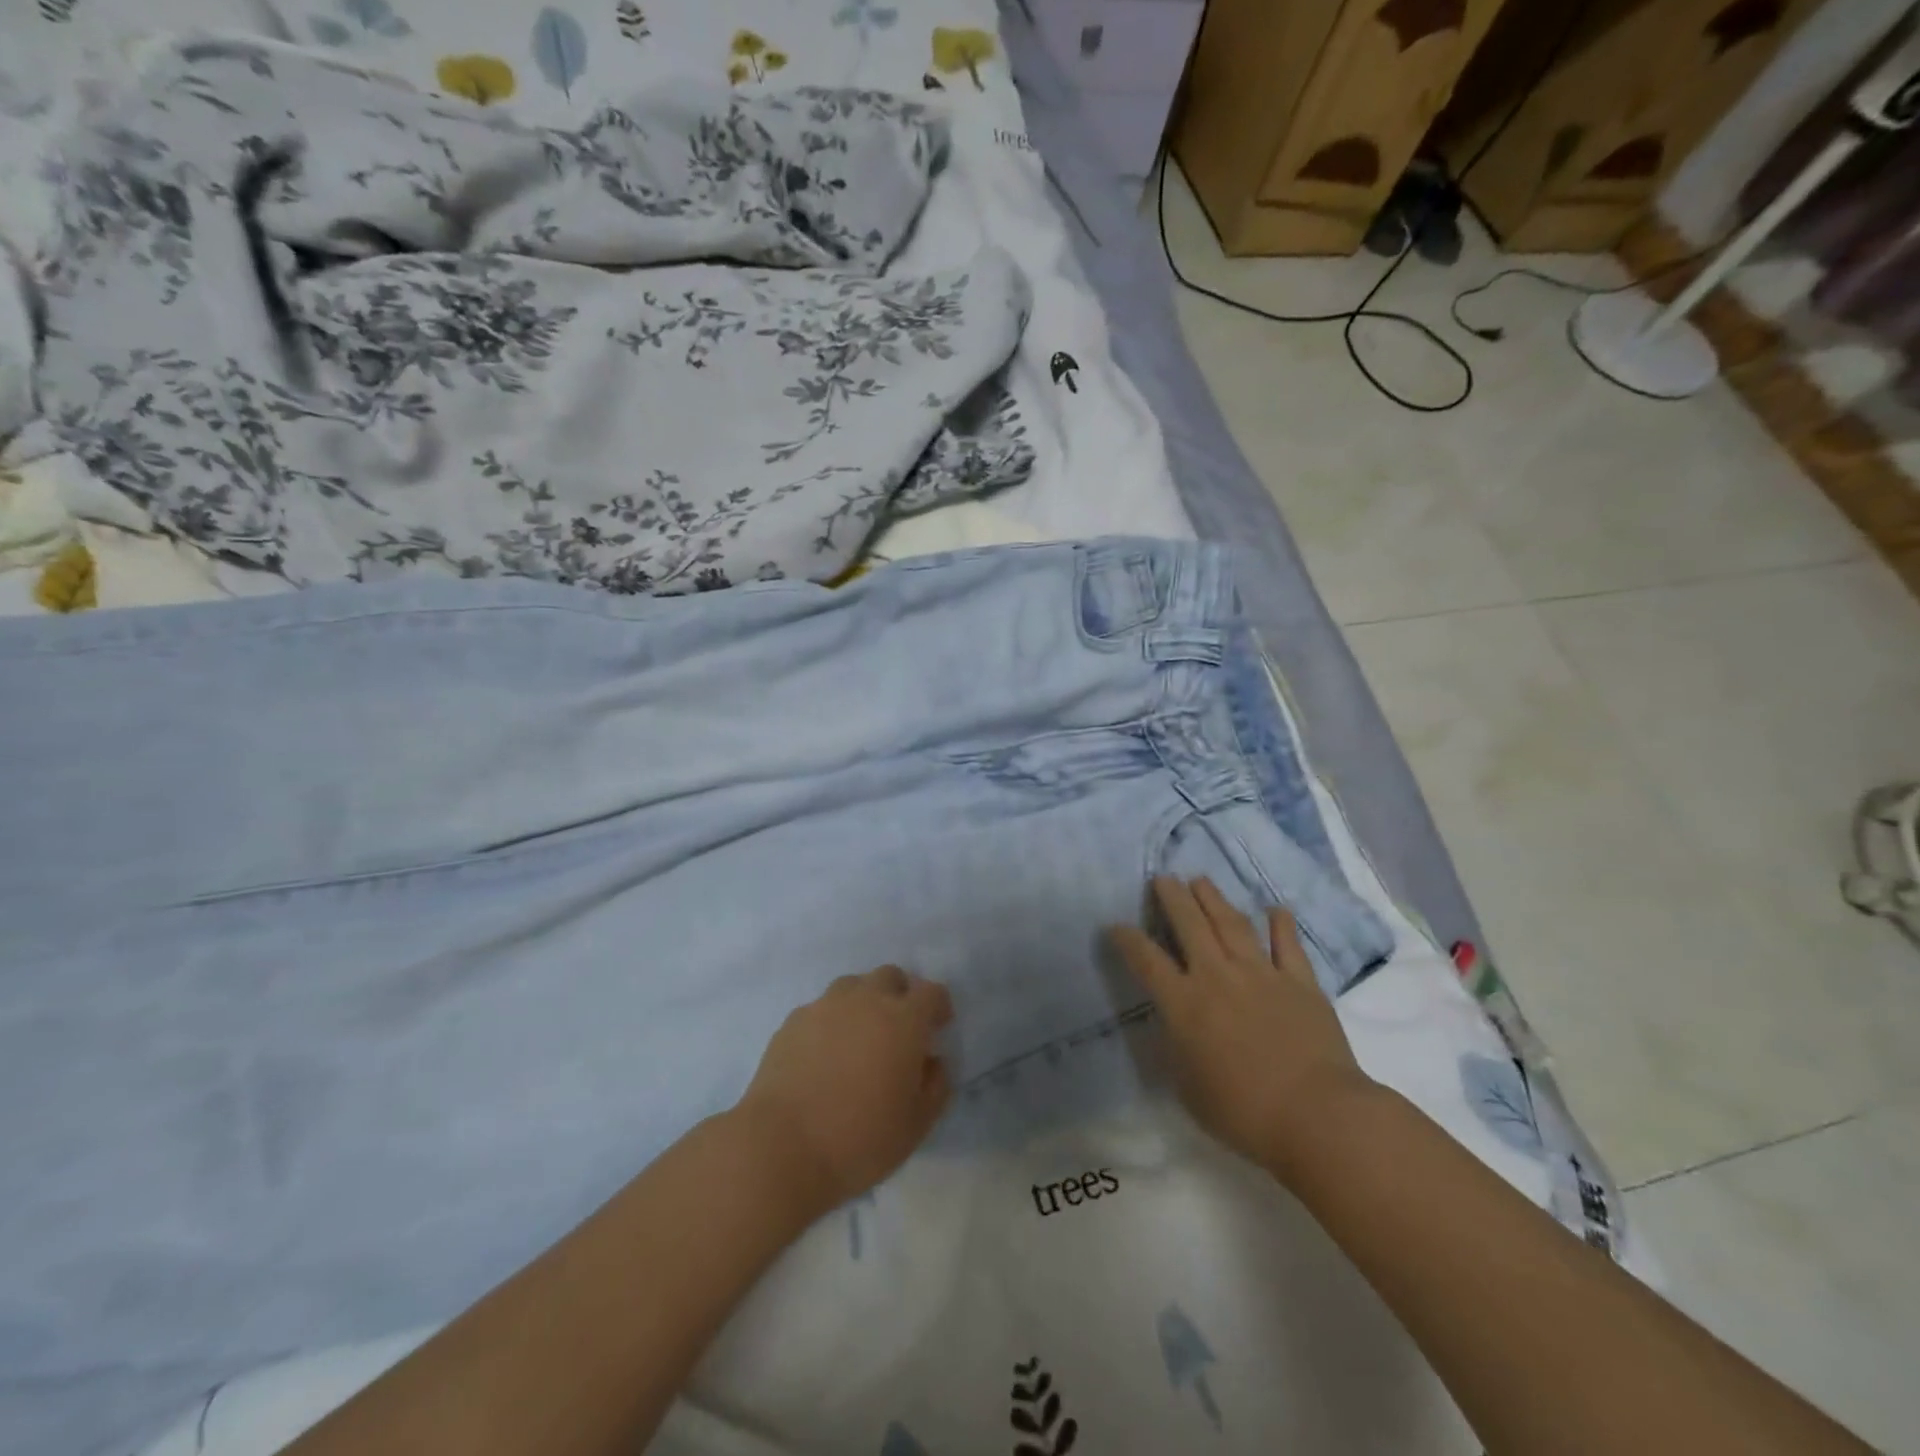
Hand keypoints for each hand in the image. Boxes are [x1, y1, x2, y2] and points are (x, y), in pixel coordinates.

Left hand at [735, 966, 952, 1214]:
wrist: (782, 1147)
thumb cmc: (860, 1139)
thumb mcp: (917, 1124)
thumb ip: (935, 1085)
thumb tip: (931, 1061)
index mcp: (903, 1020)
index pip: (931, 992)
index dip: (938, 1006)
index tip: (938, 1027)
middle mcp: (866, 1000)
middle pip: (890, 976)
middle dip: (900, 995)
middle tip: (898, 1030)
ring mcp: (825, 1006)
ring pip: (853, 986)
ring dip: (864, 1002)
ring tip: (859, 1038)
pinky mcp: (793, 1021)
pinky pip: (821, 1008)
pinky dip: (831, 1021)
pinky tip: (824, 1054)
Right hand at [1109, 876, 1375, 1179]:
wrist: (1317, 1115)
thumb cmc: (1244, 1113)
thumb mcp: (1189, 1088)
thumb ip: (1177, 1050)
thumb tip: (1173, 1028)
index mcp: (1184, 1004)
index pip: (1146, 960)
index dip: (1127, 939)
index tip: (1116, 925)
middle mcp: (1217, 976)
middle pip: (1189, 925)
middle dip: (1172, 898)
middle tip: (1163, 878)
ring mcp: (1261, 974)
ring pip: (1232, 924)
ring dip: (1214, 899)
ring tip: (1201, 880)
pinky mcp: (1300, 982)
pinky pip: (1288, 944)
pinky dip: (1281, 924)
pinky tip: (1275, 909)